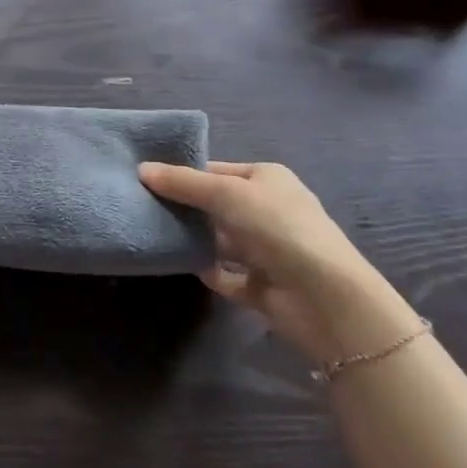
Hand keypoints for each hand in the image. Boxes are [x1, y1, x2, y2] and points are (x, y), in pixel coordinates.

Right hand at [139, 160, 413, 365]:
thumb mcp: (225, 193)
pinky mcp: (264, 287)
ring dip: (195, 240)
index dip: (186, 174)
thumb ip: (183, 183)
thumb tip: (141, 169)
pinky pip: (228, 275)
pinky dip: (208, 271)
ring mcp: (268, 251)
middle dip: (187, 208)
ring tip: (155, 234)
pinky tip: (183, 266)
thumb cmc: (277, 227)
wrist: (325, 298)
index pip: (218, 170)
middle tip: (144, 207)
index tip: (148, 179)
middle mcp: (268, 211)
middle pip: (218, 205)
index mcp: (267, 179)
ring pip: (221, 240)